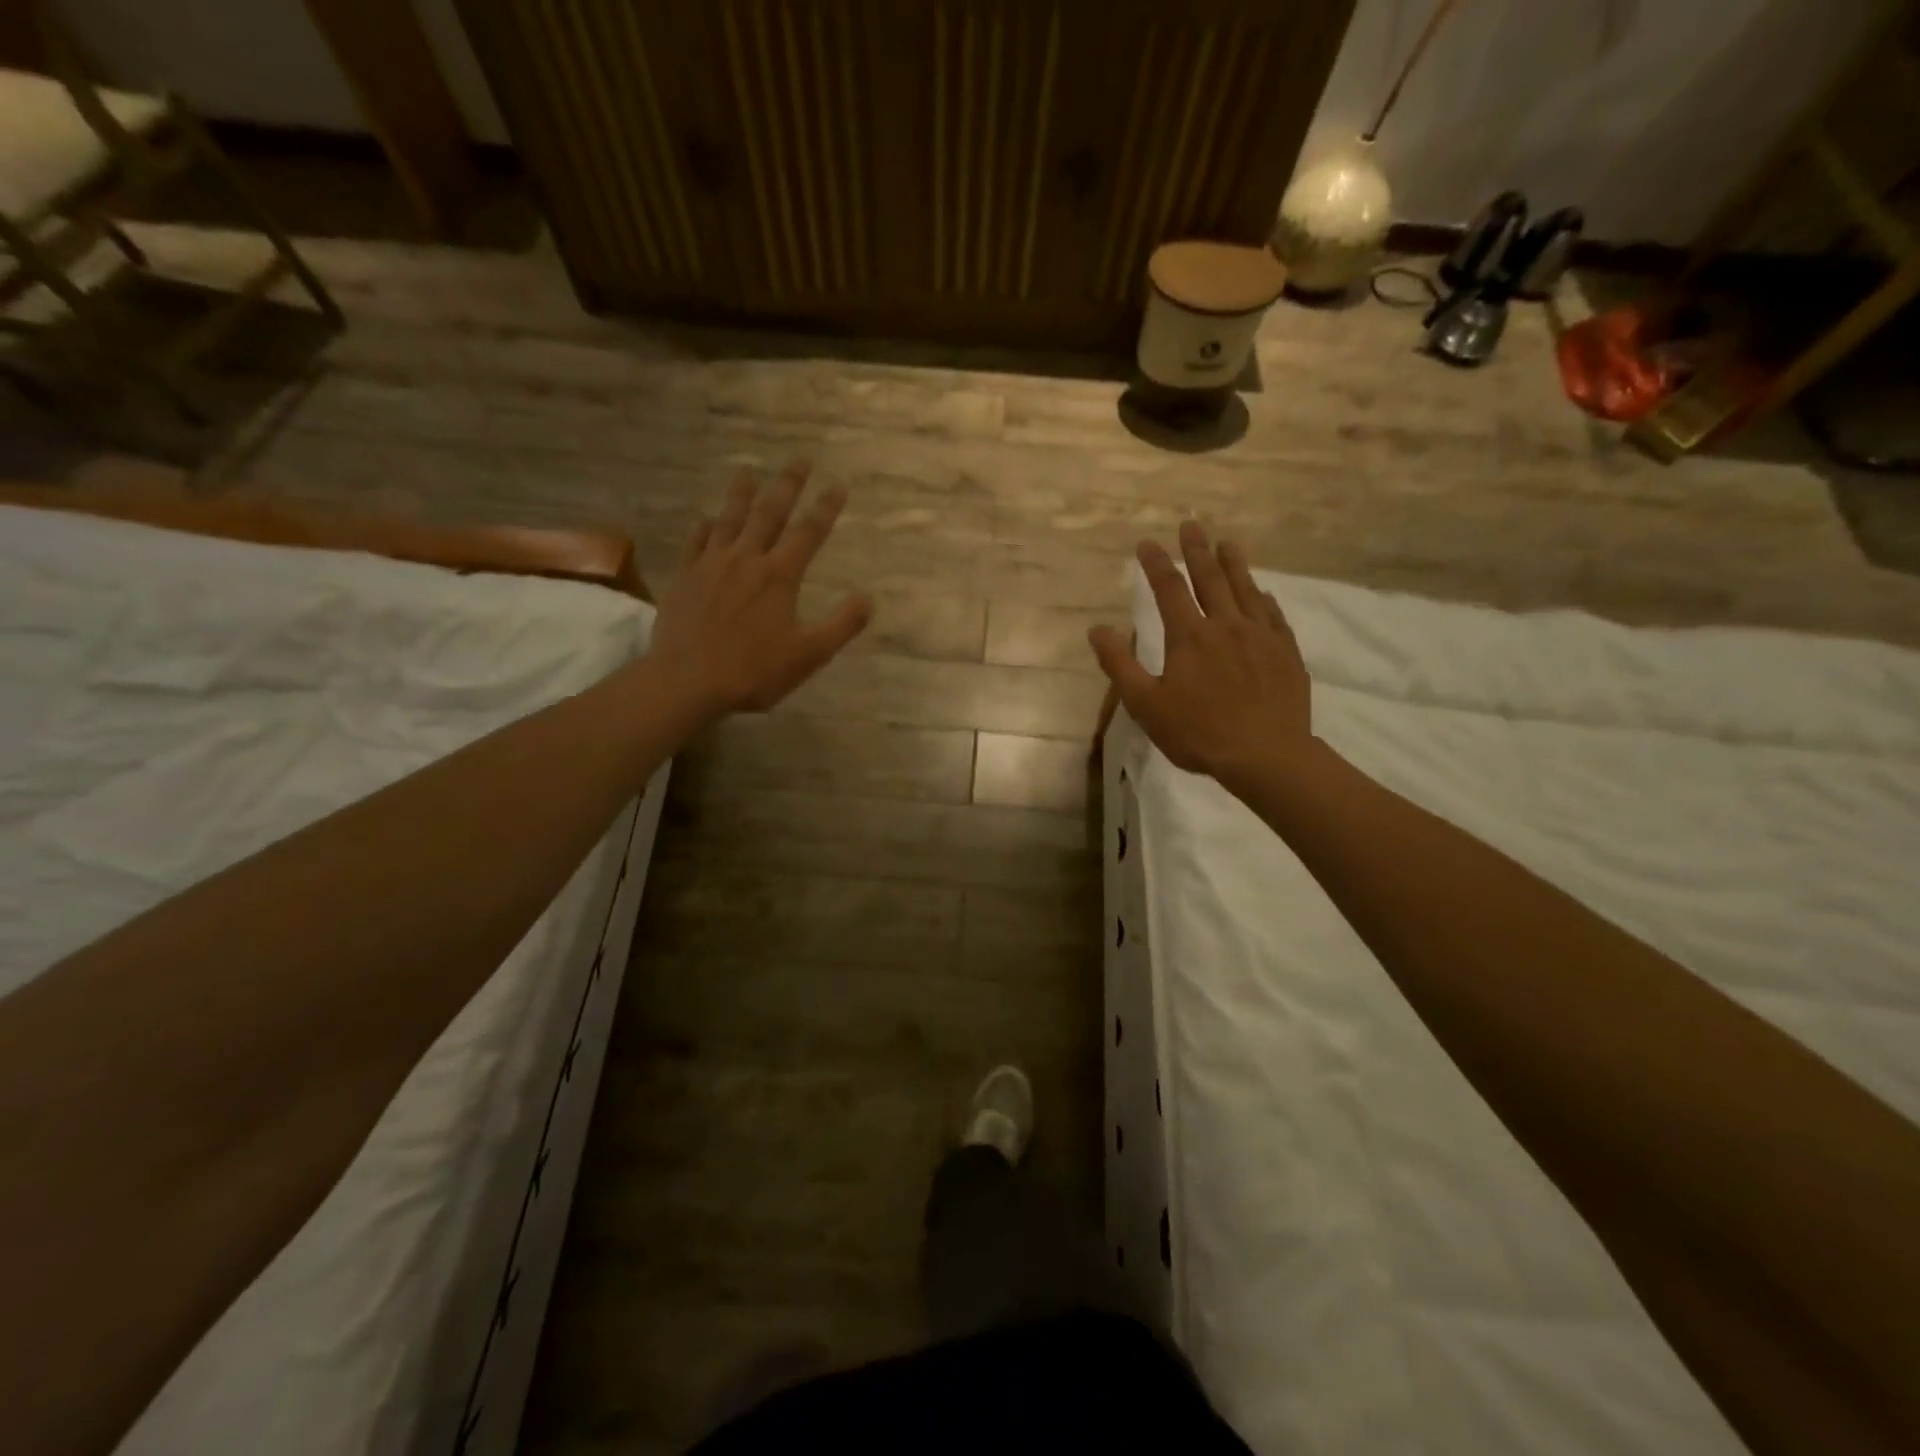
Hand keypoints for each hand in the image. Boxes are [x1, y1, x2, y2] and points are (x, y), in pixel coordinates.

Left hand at [648, 462, 870, 722]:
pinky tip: (707, 519)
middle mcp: (746, 559)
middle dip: (787, 485)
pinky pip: (696, 542)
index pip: (808, 532)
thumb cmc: (754, 671)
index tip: (838, 484)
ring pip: (729, 519)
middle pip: (770, 513)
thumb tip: (868, 598)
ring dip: (742, 494)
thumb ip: (842, 625)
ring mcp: (711, 565)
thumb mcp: (809, 655)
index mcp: (779, 576)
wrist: (687, 681)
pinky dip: (705, 527)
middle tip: (799, 459)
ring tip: (748, 470)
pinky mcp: (685, 578)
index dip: (825, 507)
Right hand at [1089, 521, 1311, 790]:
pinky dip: (1263, 598)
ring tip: (1227, 543)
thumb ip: (1120, 664)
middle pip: (1210, 578)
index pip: (1169, 589)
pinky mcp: (1286, 652)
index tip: (1147, 543)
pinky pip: (1273, 614)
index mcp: (1189, 636)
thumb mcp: (1145, 704)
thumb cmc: (1198, 732)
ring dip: (1234, 563)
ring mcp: (1261, 636)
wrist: (1266, 756)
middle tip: (1191, 524)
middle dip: (1197, 550)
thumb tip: (1097, 629)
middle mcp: (1226, 625)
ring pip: (1245, 589)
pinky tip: (1262, 593)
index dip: (1156, 564)